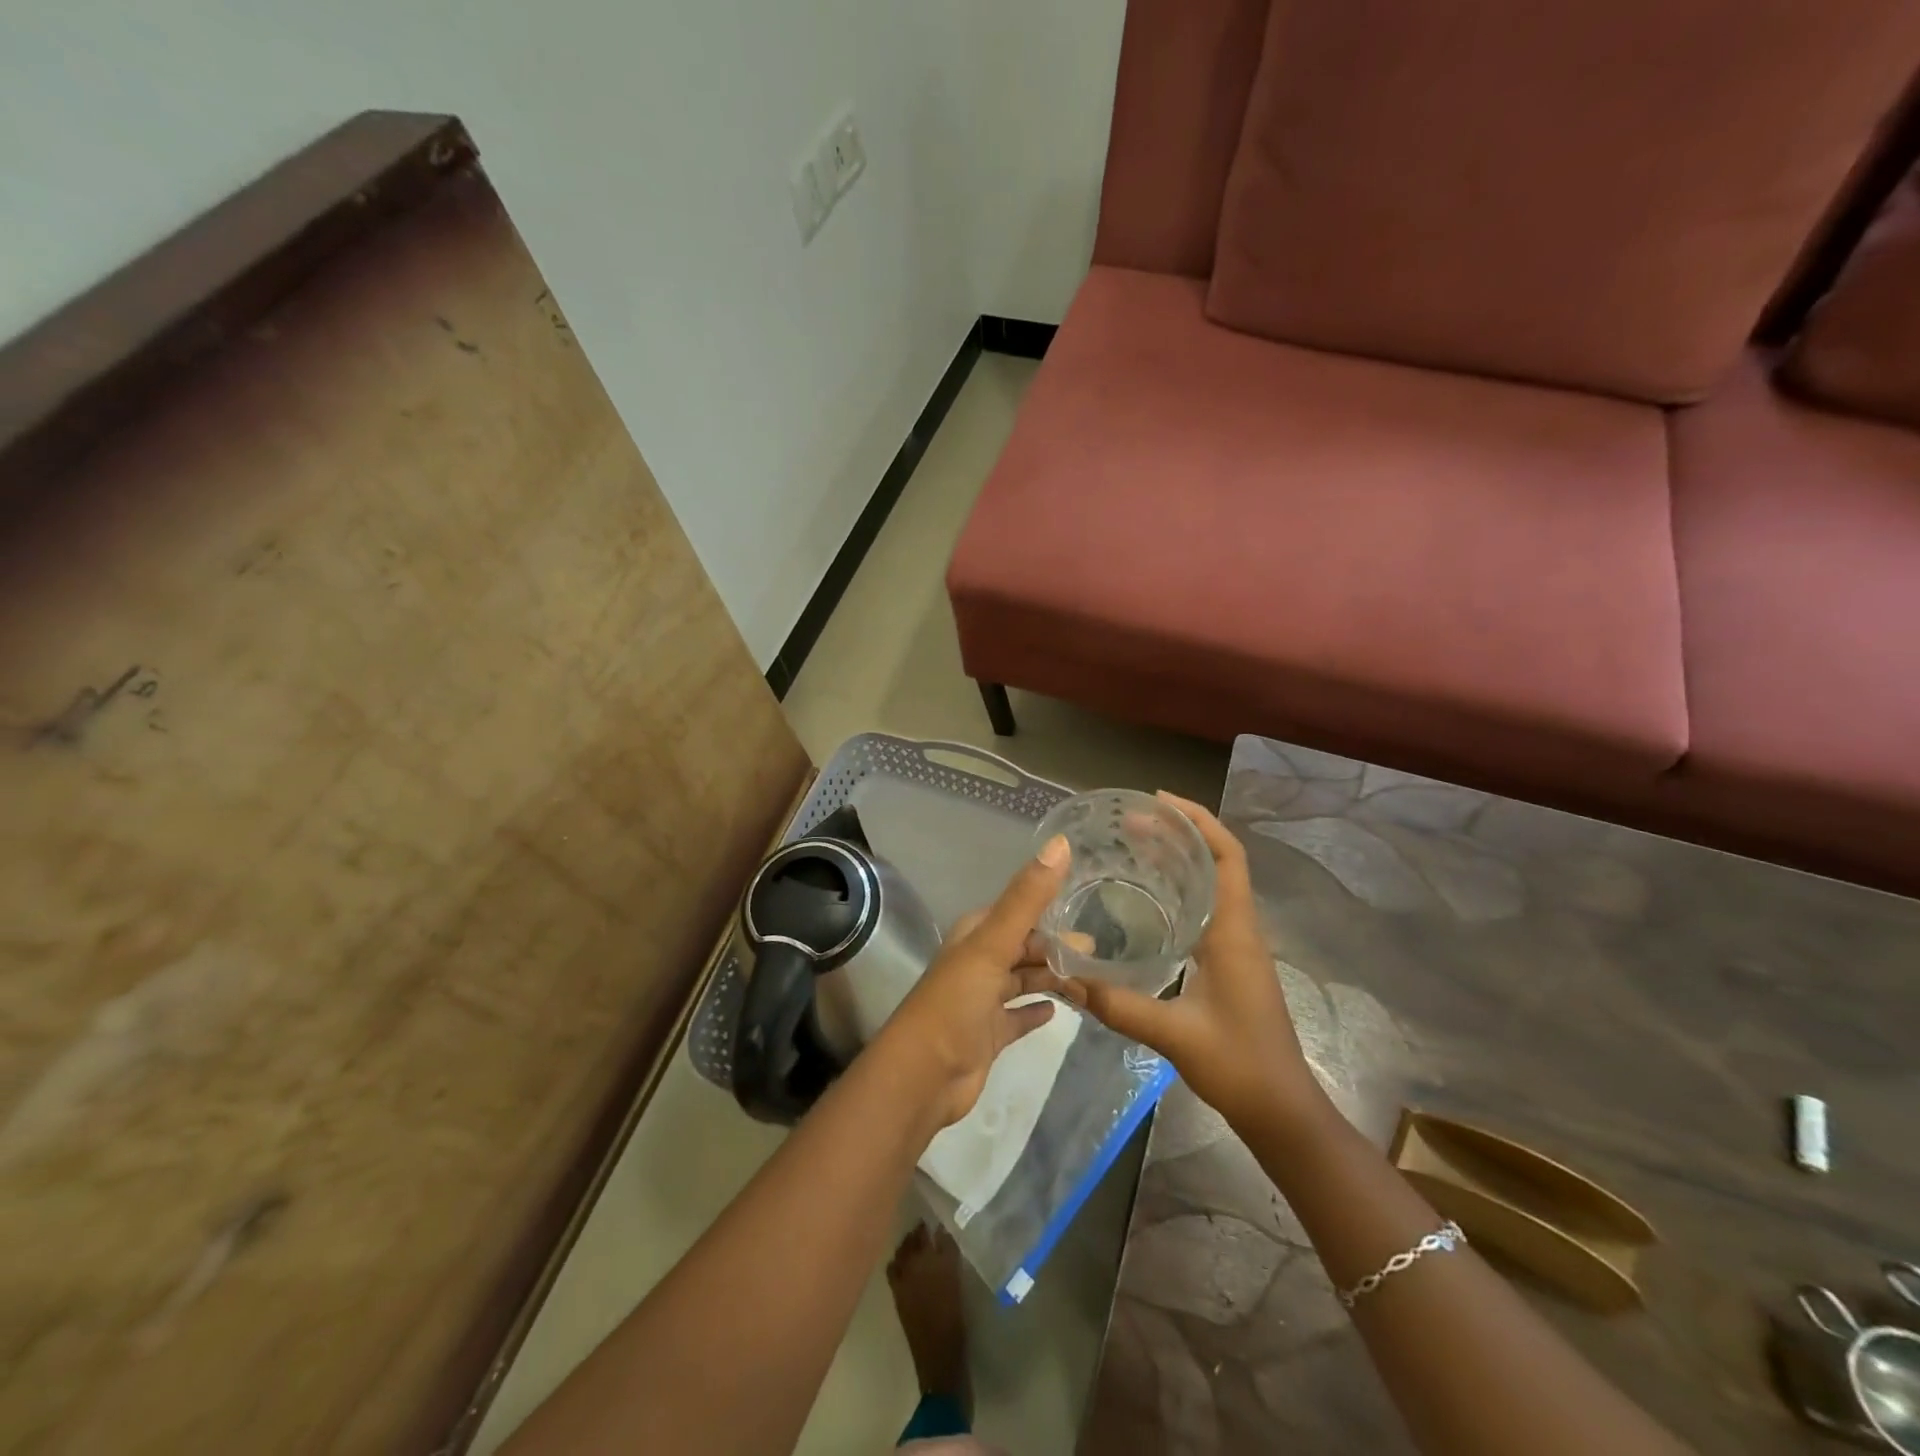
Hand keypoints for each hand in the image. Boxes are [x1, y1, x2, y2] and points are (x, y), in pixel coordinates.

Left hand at [873, 835, 1074, 1128]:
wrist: (922, 1077)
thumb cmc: (956, 1002)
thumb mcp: (993, 944)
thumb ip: (1027, 897)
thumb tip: (1062, 843)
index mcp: (976, 935)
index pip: (1019, 912)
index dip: (1051, 910)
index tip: (1091, 907)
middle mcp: (978, 962)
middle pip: (1024, 947)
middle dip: (1057, 948)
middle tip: (1100, 953)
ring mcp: (981, 1000)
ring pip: (1023, 980)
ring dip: (1052, 978)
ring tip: (1093, 980)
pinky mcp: (987, 1035)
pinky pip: (1017, 1017)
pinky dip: (1035, 1011)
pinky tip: (1058, 1011)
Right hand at [1058, 793, 1319, 1130]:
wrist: (1283, 1112)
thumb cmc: (1239, 1066)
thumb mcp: (1174, 1035)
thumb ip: (1119, 1005)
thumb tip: (1066, 978)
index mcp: (1235, 933)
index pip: (1227, 856)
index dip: (1199, 821)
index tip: (1159, 802)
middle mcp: (1240, 929)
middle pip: (1217, 861)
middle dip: (1179, 833)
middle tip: (1131, 822)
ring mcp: (1238, 946)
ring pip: (1212, 884)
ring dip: (1181, 858)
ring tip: (1135, 845)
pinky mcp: (1230, 964)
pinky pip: (1206, 908)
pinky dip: (1180, 888)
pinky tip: (1148, 898)